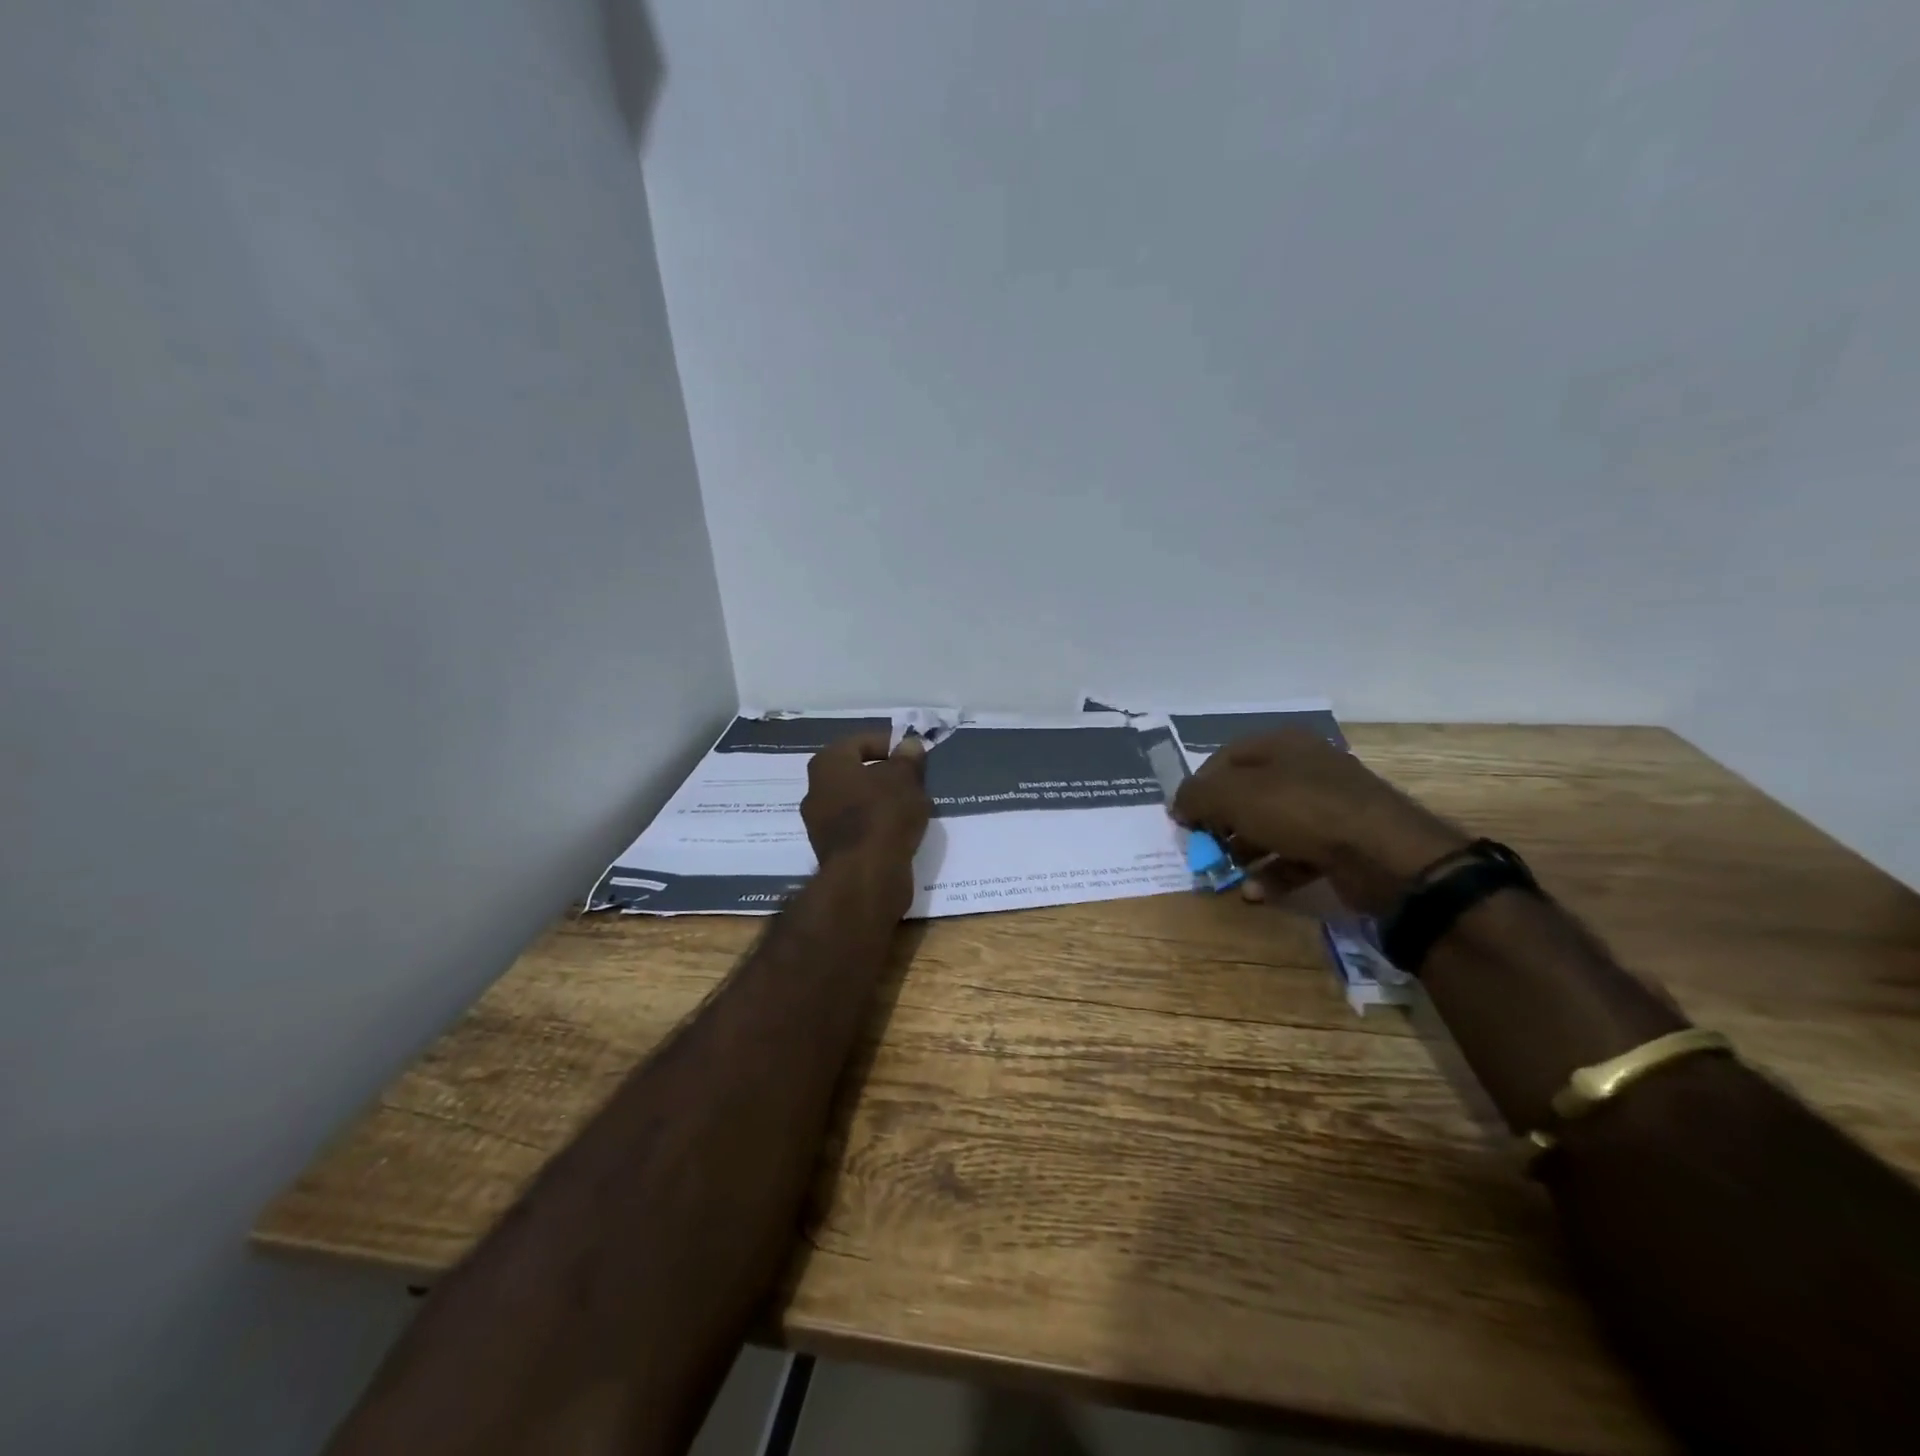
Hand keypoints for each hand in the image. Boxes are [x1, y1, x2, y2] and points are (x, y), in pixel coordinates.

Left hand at [802, 731, 931, 878]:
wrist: (866, 876)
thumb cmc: (883, 814)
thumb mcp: (905, 778)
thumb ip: (907, 758)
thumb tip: (909, 745)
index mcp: (827, 764)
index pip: (860, 742)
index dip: (889, 744)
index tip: (913, 755)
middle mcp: (815, 790)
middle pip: (856, 773)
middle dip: (885, 774)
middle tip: (914, 780)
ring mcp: (820, 824)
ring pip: (857, 802)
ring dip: (882, 802)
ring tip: (912, 807)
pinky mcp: (832, 852)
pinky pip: (858, 828)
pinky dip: (877, 826)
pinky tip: (901, 832)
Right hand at [1171, 731, 1466, 915]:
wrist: (1384, 854)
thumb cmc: (1300, 810)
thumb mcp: (1235, 796)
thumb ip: (1197, 796)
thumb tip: (1178, 805)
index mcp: (1281, 745)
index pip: (1225, 758)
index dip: (1199, 786)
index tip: (1183, 817)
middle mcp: (1305, 769)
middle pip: (1248, 793)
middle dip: (1221, 822)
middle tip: (1204, 846)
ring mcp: (1327, 807)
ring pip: (1271, 826)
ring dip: (1244, 851)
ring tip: (1226, 873)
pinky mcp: (1341, 843)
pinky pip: (1296, 855)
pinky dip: (1273, 872)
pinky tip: (1255, 892)